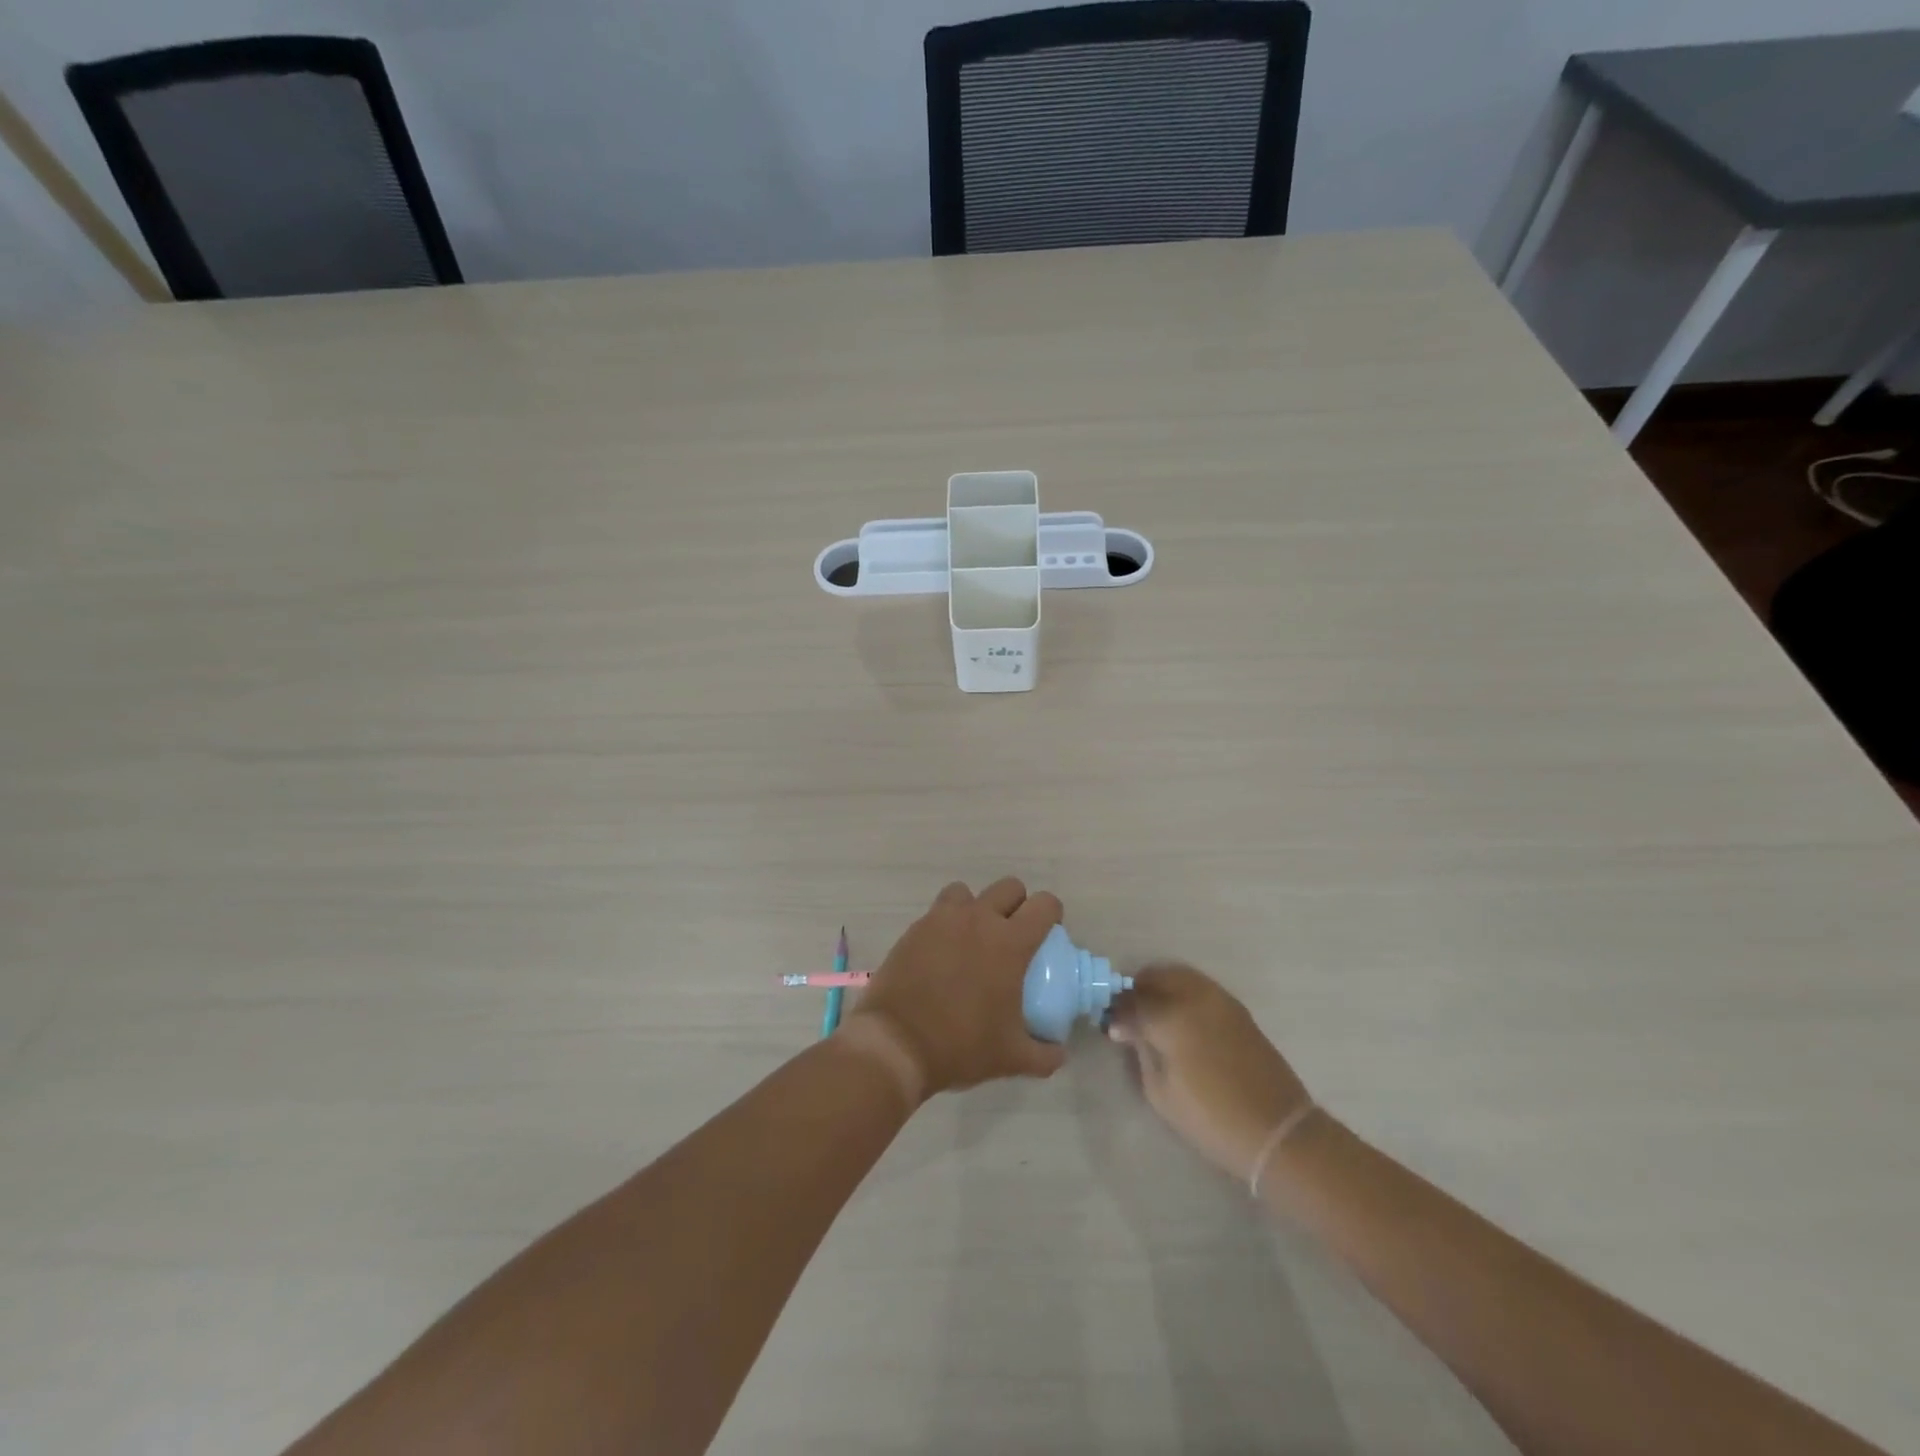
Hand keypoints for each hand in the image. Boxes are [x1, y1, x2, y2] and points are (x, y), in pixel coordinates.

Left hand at [850, 878, 1067, 1096]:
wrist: (896, 1044)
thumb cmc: (961, 1046)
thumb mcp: (1011, 1058)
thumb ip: (1044, 1055)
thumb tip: (1059, 1053)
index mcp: (1010, 942)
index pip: (1044, 904)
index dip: (1052, 914)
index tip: (1048, 934)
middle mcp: (978, 919)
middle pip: (1009, 887)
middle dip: (1017, 905)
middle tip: (1013, 936)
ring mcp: (942, 920)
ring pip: (969, 893)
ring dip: (977, 907)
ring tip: (974, 938)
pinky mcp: (915, 928)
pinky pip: (938, 912)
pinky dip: (947, 923)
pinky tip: (944, 954)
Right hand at [1107, 964, 1310, 1180]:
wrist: (1277, 1131)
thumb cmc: (1211, 1118)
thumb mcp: (1160, 1092)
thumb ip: (1140, 1051)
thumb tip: (1129, 1029)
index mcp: (1170, 1016)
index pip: (1131, 1001)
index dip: (1116, 1012)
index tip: (1111, 1026)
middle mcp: (1194, 997)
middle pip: (1155, 977)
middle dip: (1138, 992)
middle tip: (1130, 1017)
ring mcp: (1219, 999)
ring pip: (1179, 975)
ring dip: (1161, 988)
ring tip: (1155, 1016)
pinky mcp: (1237, 1009)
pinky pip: (1200, 987)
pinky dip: (1183, 994)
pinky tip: (1180, 1020)